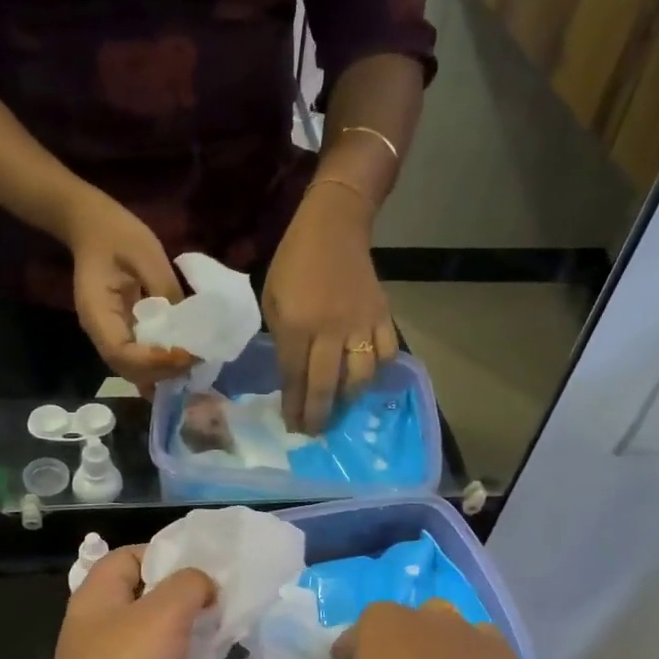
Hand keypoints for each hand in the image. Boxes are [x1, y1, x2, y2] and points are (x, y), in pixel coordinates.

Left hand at [41, 546, 215, 658]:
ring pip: (153, 633)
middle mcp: (98, 627)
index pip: (127, 556)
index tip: (205, 563)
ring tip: (223, 627)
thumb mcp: (165, 613)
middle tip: (222, 595)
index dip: (164, 552)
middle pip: (143, 594)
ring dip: (185, 629)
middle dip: (182, 592)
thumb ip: (189, 584)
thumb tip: (204, 586)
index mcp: (96, 597)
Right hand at [65, 190, 195, 392]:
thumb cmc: (117, 235)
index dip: (154, 361)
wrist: (92, 226)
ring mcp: (108, 335)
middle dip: (163, 371)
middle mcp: (99, 332)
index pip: (121, 353)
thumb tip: (190, 323)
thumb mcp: (146, 254)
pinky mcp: (120, 332)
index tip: (185, 354)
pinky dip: (158, 367)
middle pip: (128, 369)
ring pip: (133, 370)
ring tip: (193, 362)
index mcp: (97, 311)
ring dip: (163, 372)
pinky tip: (180, 363)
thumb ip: (166, 289)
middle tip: (197, 359)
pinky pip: (138, 359)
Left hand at [263, 184, 398, 432]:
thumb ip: (281, 338)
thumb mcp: (272, 298)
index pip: (294, 378)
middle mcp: (329, 330)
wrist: (334, 226)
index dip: (293, 406)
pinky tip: (365, 375)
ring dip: (348, 397)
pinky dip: (377, 370)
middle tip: (315, 432)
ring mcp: (360, 323)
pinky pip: (386, 353)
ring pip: (360, 376)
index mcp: (296, 325)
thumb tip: (292, 375)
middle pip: (326, 386)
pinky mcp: (382, 315)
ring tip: (340, 405)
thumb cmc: (294, 262)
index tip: (293, 427)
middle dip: (319, 415)